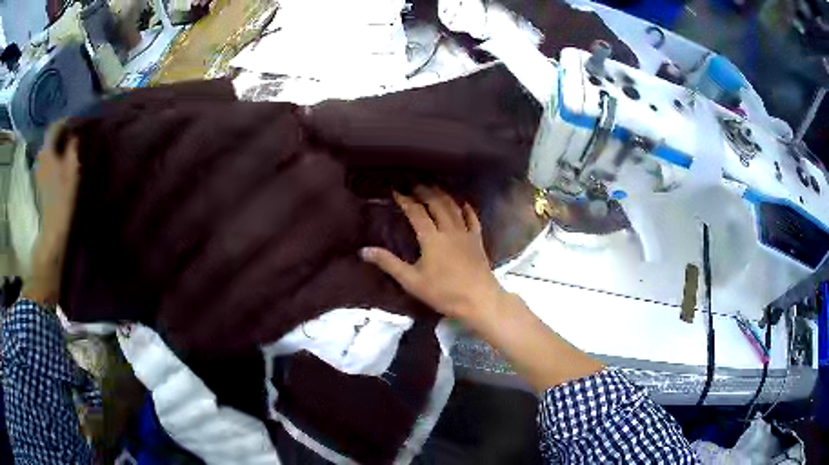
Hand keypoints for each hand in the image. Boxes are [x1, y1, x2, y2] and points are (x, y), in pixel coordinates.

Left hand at [36, 123, 80, 239]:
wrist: (53, 224)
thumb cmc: (64, 195)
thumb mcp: (72, 168)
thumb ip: (73, 147)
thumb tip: (74, 134)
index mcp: (47, 149)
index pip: (56, 125)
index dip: (67, 120)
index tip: (77, 119)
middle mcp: (41, 154)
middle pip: (50, 135)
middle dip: (61, 130)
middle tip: (73, 128)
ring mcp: (39, 167)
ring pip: (48, 146)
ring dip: (57, 142)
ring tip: (67, 142)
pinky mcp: (40, 177)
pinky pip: (47, 157)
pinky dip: (54, 153)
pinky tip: (60, 156)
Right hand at [361, 187, 504, 324]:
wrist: (479, 300)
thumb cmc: (443, 293)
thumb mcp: (411, 281)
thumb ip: (388, 263)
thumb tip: (363, 250)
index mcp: (431, 238)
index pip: (416, 212)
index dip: (406, 200)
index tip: (396, 191)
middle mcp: (449, 230)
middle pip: (436, 204)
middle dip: (424, 192)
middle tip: (414, 184)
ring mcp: (465, 234)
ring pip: (454, 207)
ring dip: (443, 195)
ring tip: (434, 187)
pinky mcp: (477, 241)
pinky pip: (472, 219)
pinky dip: (467, 208)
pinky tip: (463, 203)